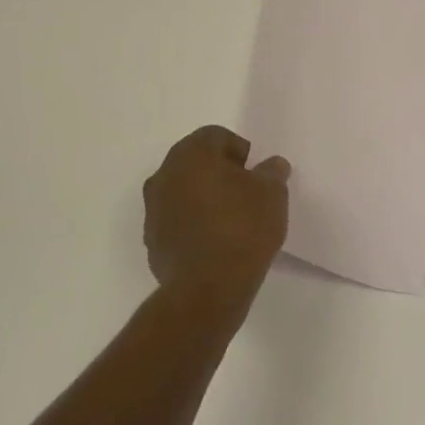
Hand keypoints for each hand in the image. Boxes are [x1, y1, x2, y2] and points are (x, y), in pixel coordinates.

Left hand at [142, 126, 290, 304]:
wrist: (208, 288)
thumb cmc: (243, 228)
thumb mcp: (272, 194)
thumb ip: (272, 173)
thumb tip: (271, 165)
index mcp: (191, 154)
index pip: (216, 136)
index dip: (240, 151)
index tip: (256, 174)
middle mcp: (165, 174)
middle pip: (195, 162)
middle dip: (220, 172)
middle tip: (246, 193)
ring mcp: (153, 209)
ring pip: (183, 191)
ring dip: (204, 198)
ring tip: (232, 220)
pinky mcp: (152, 240)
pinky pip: (176, 220)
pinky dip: (193, 223)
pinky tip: (215, 243)